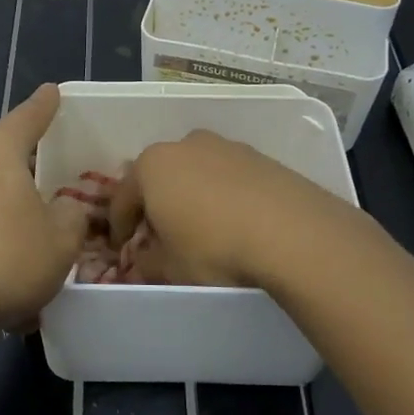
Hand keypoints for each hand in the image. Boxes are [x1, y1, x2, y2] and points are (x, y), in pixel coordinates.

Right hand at [107, 129, 339, 289]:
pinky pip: (229, 177)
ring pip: (196, 173)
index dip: (119, 227)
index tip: (122, 249)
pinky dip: (224, 196)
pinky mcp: (260, 156)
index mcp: (152, 166)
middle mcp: (185, 145)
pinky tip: (236, 223)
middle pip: (160, 177)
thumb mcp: (171, 269)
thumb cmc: (215, 250)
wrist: (294, 233)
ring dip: (192, 197)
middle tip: (161, 237)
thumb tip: (143, 260)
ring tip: (203, 230)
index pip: (122, 198)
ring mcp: (226, 146)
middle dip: (157, 205)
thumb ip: (148, 262)